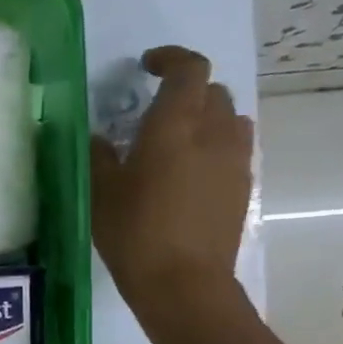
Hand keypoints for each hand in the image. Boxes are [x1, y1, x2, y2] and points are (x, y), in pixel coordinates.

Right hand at [90, 45, 254, 331]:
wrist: (184, 285)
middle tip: (157, 112)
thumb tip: (100, 137)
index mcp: (176, 125)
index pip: (189, 68)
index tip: (148, 66)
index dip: (170, 58)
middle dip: (187, 91)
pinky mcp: (243, 188)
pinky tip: (191, 175)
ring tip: (180, 142)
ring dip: (207, 118)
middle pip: (212, 91)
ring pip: (230, 119)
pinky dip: (215, 148)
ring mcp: (234, 161)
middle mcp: (214, 133)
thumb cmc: (135, 234)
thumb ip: (99, 156)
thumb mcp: (101, 193)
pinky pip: (234, 150)